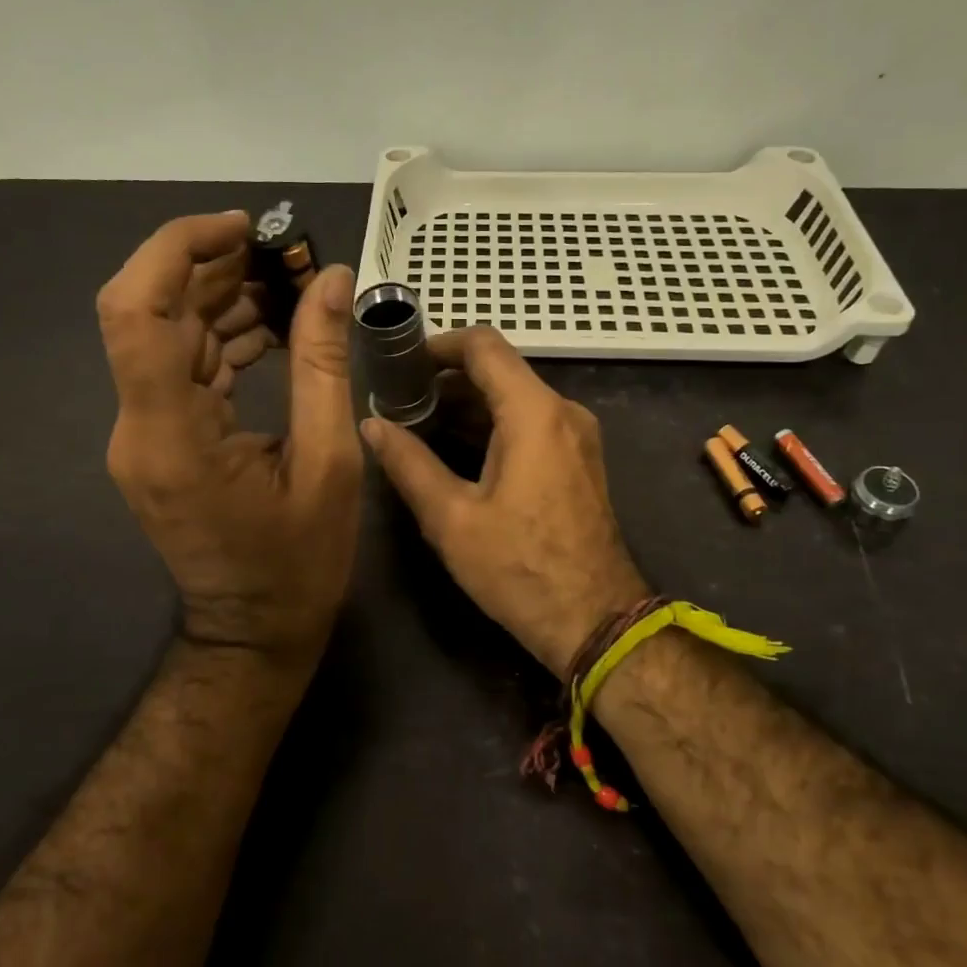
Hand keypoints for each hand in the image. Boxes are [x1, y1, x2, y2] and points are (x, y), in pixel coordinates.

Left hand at [99, 212, 363, 665]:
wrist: (252, 632)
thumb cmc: (297, 563)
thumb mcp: (329, 463)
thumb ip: (325, 364)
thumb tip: (332, 280)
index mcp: (171, 435)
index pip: (136, 311)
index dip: (176, 250)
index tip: (242, 229)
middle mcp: (139, 426)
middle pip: (150, 311)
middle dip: (212, 266)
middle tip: (284, 255)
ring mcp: (143, 434)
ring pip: (166, 334)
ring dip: (220, 298)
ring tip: (288, 285)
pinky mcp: (159, 440)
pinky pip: (181, 368)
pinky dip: (222, 337)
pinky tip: (272, 330)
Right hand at [361, 327, 650, 673]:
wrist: (596, 621)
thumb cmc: (520, 569)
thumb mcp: (451, 518)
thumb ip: (408, 463)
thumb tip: (371, 424)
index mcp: (534, 413)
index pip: (484, 346)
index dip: (438, 345)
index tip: (400, 364)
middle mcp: (563, 412)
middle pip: (499, 370)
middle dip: (447, 379)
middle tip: (398, 401)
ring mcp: (576, 436)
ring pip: (515, 398)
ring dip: (468, 405)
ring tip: (417, 426)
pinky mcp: (579, 461)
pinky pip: (531, 424)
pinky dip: (493, 426)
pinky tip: (456, 450)